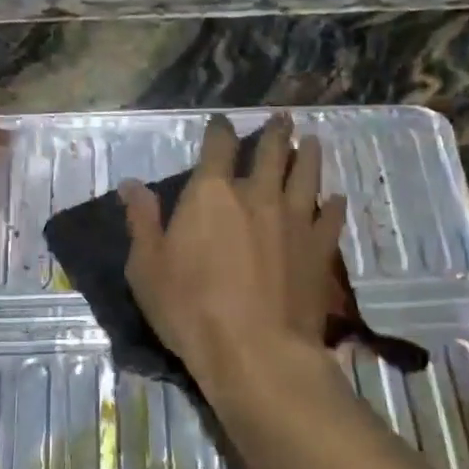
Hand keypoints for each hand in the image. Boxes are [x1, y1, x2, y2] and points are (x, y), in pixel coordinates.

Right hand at [119, 113, 346, 389]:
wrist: (255, 351)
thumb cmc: (190, 309)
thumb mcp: (147, 268)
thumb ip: (142, 222)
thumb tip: (131, 185)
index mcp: (212, 194)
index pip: (218, 146)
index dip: (220, 130)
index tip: (222, 121)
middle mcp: (257, 195)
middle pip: (272, 151)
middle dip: (276, 132)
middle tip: (283, 117)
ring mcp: (294, 219)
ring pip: (306, 175)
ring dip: (309, 154)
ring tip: (313, 141)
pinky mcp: (319, 249)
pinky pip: (330, 217)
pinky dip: (333, 205)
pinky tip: (336, 199)